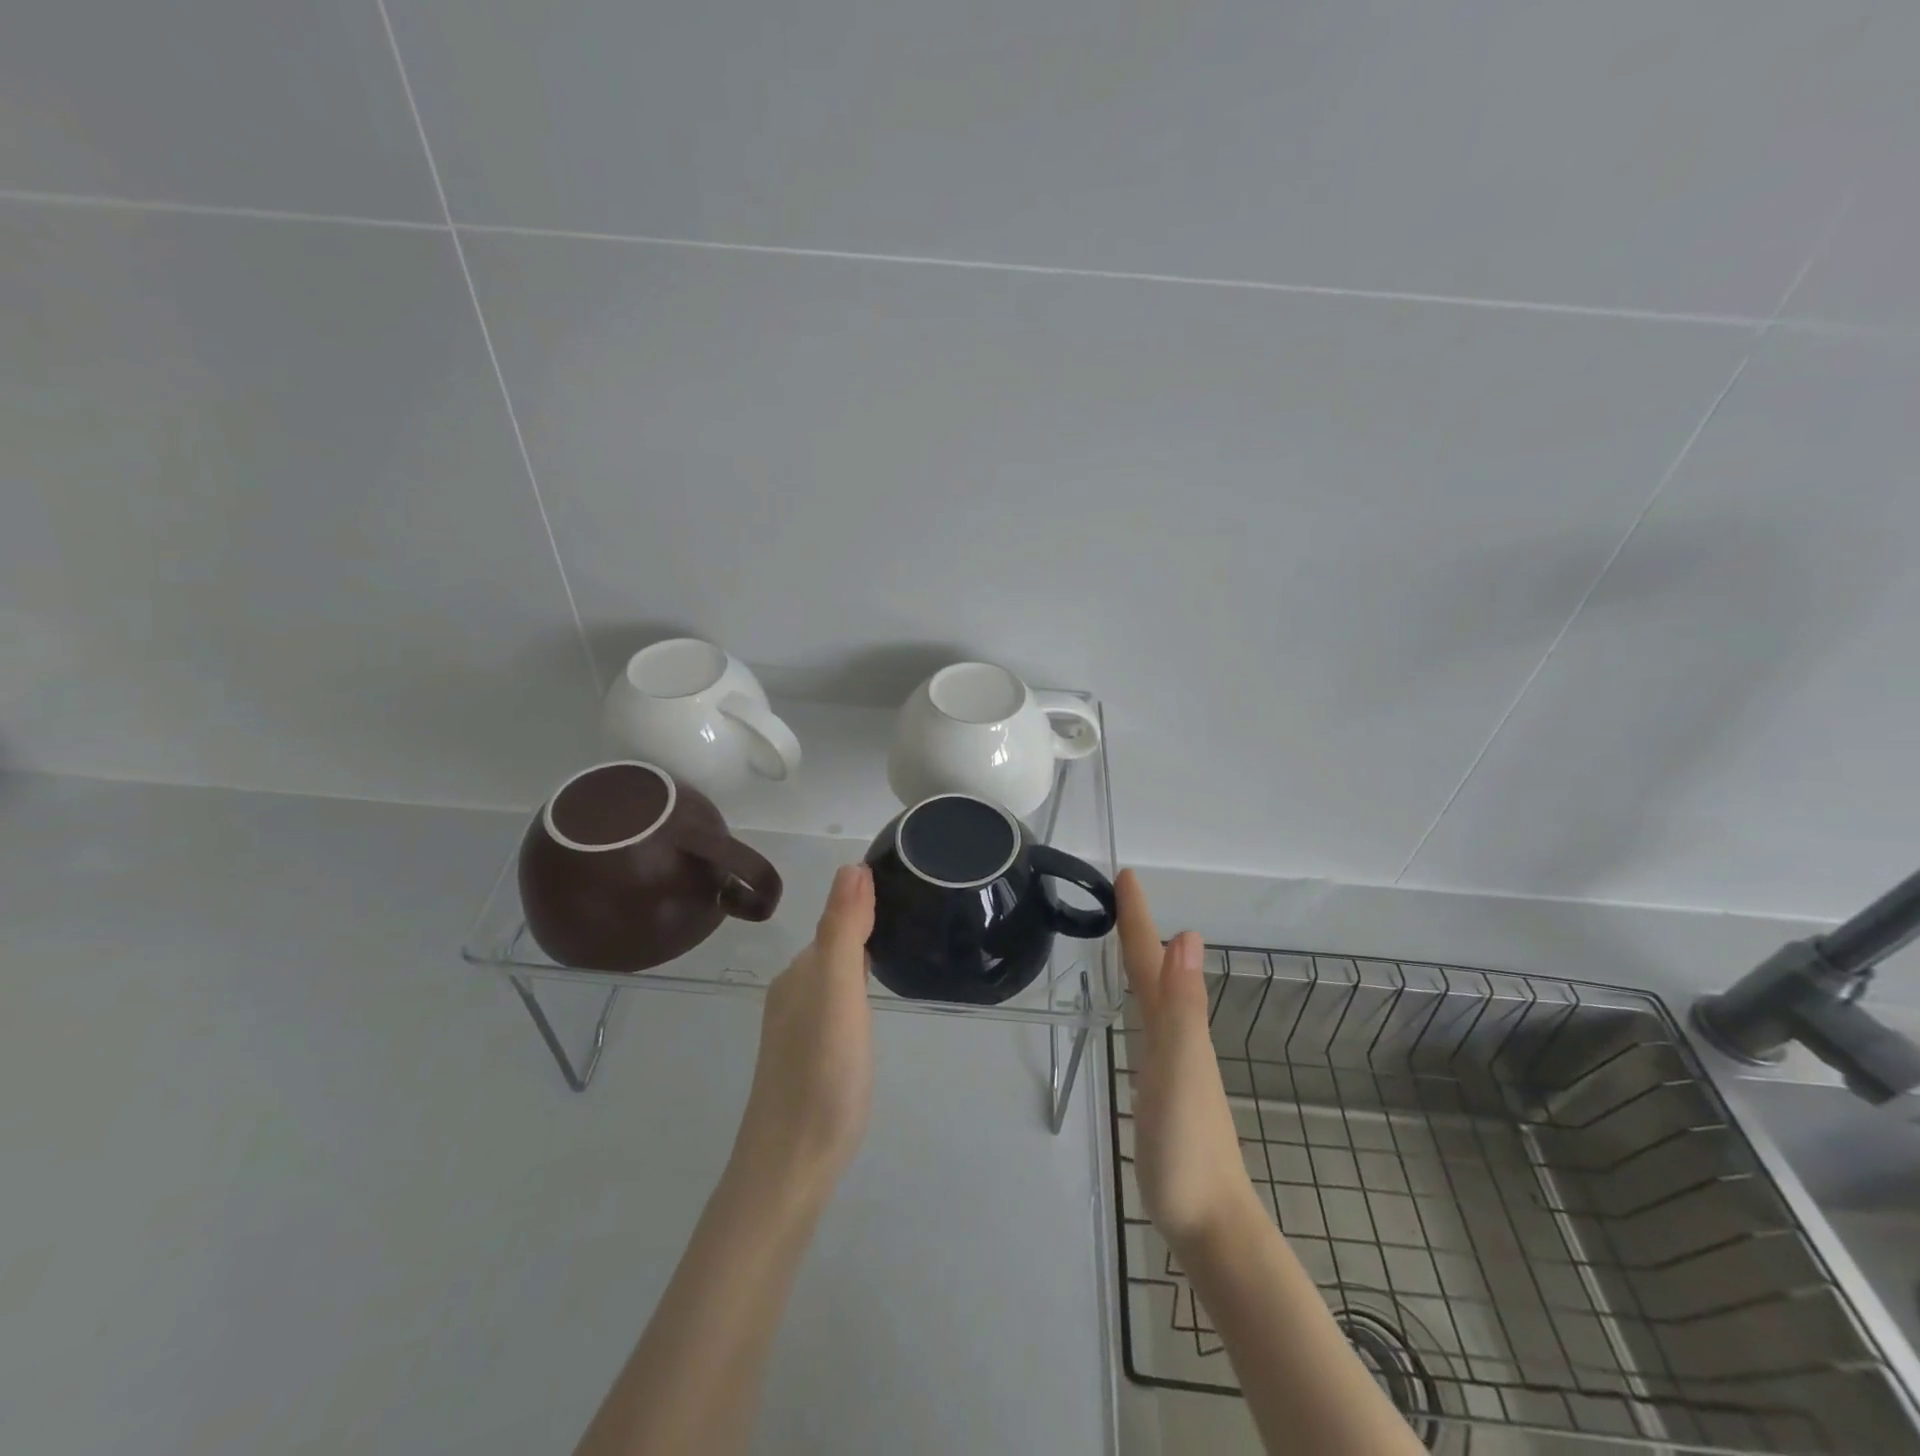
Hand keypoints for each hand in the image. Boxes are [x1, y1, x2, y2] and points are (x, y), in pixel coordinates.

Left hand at [728, 863, 876, 1211]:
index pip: (837, 918)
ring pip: (833, 974)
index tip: (906, 883)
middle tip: (913, 910)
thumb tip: (852, 866)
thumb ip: (843, 930)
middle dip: (865, 922)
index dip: (866, 899)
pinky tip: (869, 1003)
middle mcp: (794, 992)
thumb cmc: (822, 1074)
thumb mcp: (838, 994)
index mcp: (802, 972)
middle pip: (834, 943)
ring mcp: (798, 1027)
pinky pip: (835, 1002)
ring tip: (899, 947)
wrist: (790, 1166)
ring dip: (860, 955)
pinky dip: (855, 987)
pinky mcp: (809, 1056)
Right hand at [1117, 869, 1262, 1254]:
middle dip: (1139, 932)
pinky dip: (1143, 1003)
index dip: (1138, 918)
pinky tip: (1139, 1012)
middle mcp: (1178, 1037)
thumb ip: (1182, 1007)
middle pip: (1156, 973)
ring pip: (1156, 999)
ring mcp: (1173, 1066)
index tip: (1126, 875)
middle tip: (1120, 897)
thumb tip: (1187, 936)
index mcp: (1177, 1027)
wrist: (1211, 1225)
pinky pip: (1151, 1028)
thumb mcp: (1180, 1070)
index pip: (1152, 961)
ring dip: (1143, 964)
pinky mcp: (1164, 1091)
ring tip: (1127, 940)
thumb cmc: (1188, 1147)